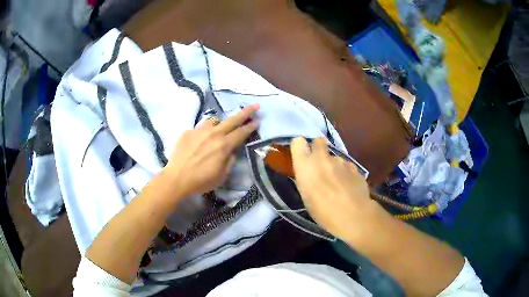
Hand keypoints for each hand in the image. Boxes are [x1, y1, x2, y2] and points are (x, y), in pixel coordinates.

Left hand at [164, 105, 259, 197]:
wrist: (176, 178)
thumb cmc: (201, 181)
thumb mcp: (221, 176)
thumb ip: (230, 161)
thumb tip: (232, 151)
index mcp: (224, 145)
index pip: (242, 132)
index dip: (251, 126)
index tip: (258, 120)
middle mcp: (214, 134)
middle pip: (233, 120)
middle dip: (246, 112)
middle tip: (255, 106)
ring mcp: (200, 131)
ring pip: (214, 120)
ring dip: (220, 123)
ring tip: (218, 131)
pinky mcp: (188, 132)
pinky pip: (200, 128)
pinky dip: (204, 132)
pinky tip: (199, 142)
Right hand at [291, 137, 376, 240]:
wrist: (353, 215)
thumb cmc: (323, 212)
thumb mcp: (306, 196)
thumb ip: (306, 178)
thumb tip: (310, 172)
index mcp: (305, 165)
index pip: (298, 142)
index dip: (300, 147)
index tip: (302, 156)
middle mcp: (322, 158)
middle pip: (318, 141)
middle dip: (318, 148)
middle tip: (320, 164)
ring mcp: (341, 161)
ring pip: (335, 157)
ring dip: (334, 165)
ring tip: (337, 182)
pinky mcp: (354, 166)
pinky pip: (347, 166)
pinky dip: (346, 173)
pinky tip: (348, 186)